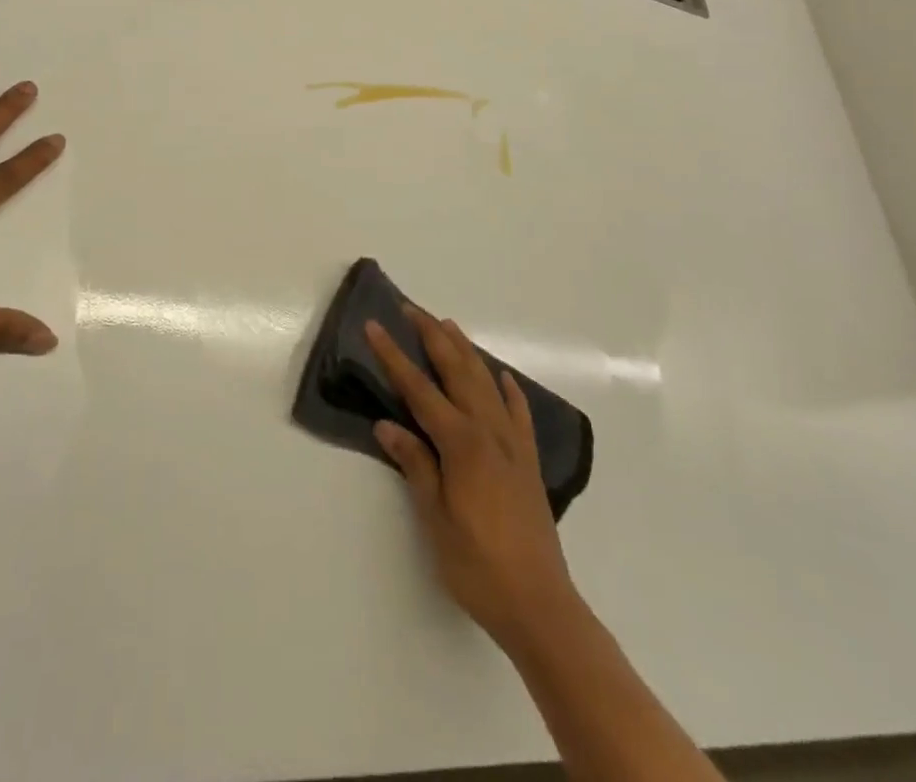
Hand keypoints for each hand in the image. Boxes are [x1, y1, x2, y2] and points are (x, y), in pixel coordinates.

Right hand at [366, 307, 575, 648]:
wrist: (540, 605)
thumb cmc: (478, 566)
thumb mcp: (435, 519)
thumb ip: (415, 465)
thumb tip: (386, 424)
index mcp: (461, 443)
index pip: (419, 388)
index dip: (394, 356)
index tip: (375, 326)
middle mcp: (488, 432)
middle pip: (457, 371)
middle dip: (432, 337)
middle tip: (411, 309)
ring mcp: (513, 445)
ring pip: (487, 383)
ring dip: (466, 351)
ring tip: (448, 326)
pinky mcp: (530, 463)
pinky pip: (519, 413)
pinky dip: (509, 390)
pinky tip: (503, 378)